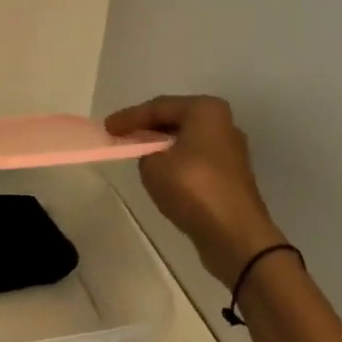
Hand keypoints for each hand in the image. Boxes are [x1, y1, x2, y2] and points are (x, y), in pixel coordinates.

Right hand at [104, 95, 287, 289]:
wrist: (235, 234)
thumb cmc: (193, 188)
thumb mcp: (153, 165)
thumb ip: (145, 151)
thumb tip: (153, 154)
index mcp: (206, 111)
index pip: (158, 107)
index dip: (129, 117)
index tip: (107, 127)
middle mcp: (223, 124)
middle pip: (175, 120)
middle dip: (147, 128)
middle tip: (120, 135)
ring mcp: (230, 151)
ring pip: (186, 140)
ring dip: (162, 145)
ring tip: (136, 151)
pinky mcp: (231, 176)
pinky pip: (195, 159)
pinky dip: (175, 161)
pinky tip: (160, 170)